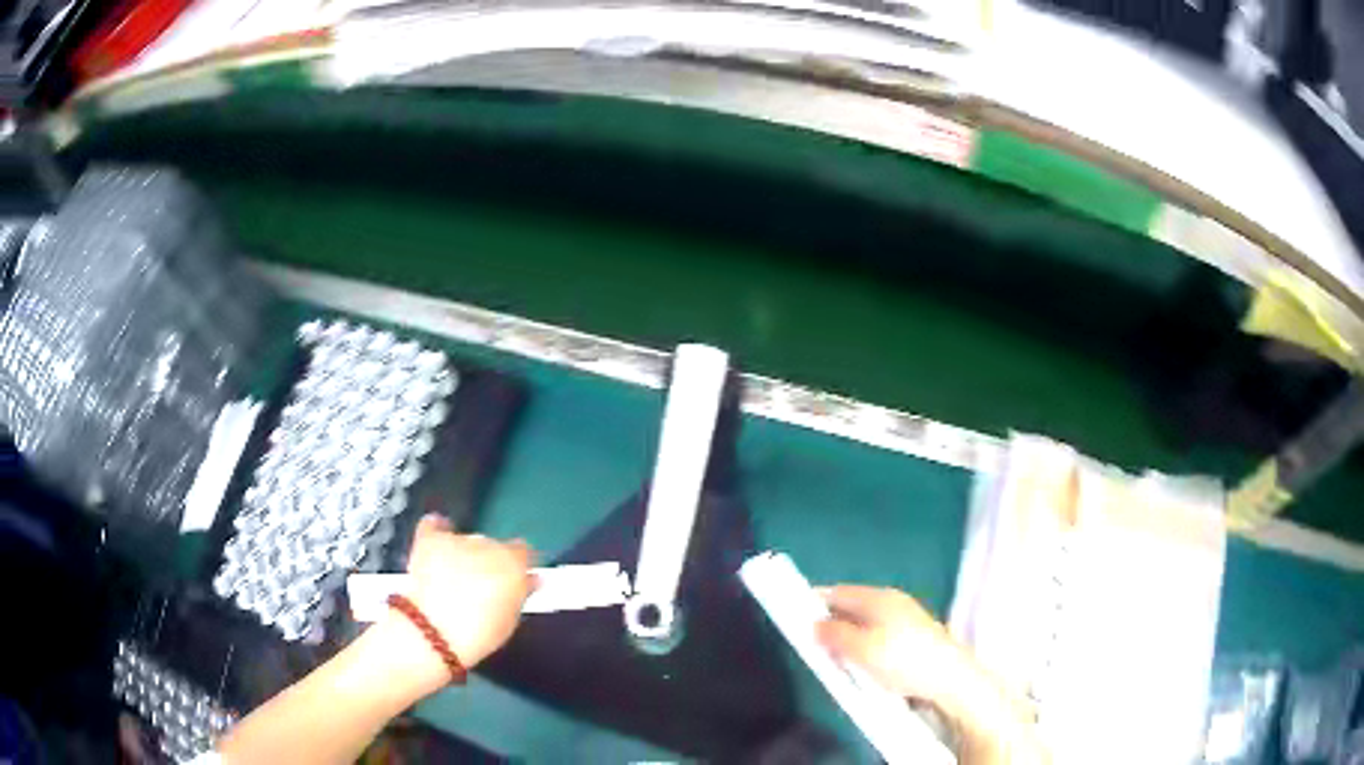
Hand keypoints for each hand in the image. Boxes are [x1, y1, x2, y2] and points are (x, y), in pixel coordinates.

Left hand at [398, 515, 535, 668]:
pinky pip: (433, 525)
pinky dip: (436, 529)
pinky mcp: (430, 540)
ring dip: (462, 553)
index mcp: (513, 563)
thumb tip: (531, 580)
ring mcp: (457, 540)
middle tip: (479, 586)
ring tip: (452, 575)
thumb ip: (522, 593)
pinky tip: (437, 536)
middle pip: (492, 546)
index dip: (517, 565)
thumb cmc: (480, 632)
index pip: (523, 551)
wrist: (435, 631)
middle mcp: (488, 544)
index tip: (512, 580)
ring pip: (465, 540)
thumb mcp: (511, 618)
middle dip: (487, 562)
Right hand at [817, 586, 1045, 764]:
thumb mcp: (862, 650)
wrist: (950, 679)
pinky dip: (862, 646)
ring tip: (834, 659)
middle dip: (829, 622)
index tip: (792, 614)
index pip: (837, 591)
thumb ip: (834, 634)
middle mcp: (892, 602)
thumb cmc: (903, 660)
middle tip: (812, 645)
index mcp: (879, 597)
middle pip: (850, 606)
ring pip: (863, 623)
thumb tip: (814, 623)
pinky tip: (861, 666)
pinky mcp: (912, 637)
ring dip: (846, 637)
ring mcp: (905, 619)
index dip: (813, 600)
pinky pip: (877, 635)